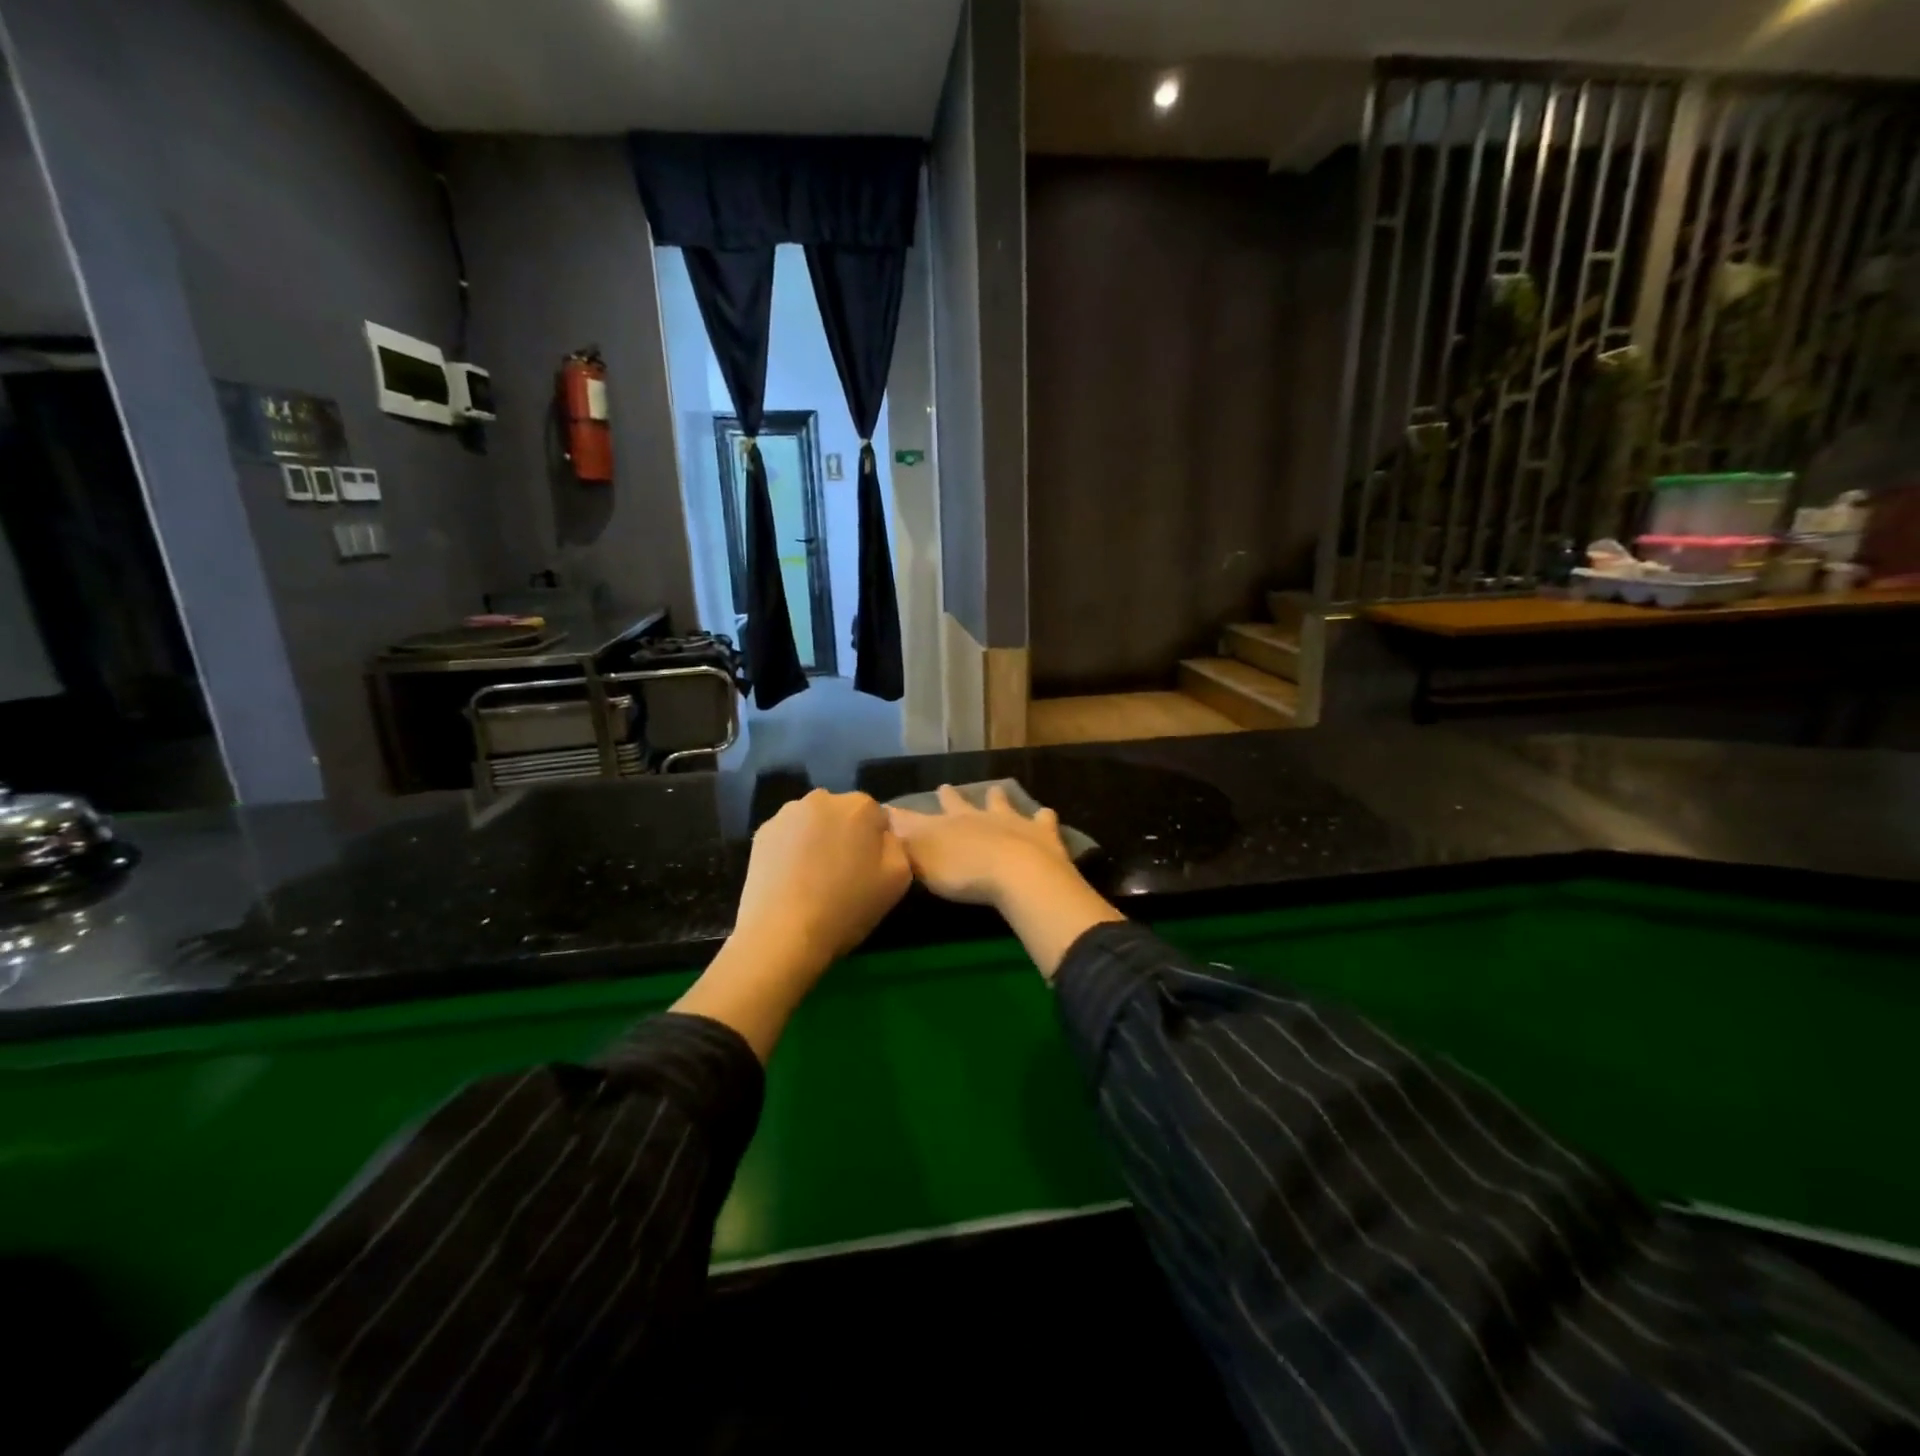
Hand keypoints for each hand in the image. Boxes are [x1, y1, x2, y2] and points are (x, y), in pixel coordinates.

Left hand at [734, 788, 911, 972]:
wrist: (782, 934)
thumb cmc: (846, 907)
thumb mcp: (898, 879)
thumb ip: (897, 845)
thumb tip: (883, 836)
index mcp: (860, 806)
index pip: (877, 817)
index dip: (875, 845)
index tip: (869, 870)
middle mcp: (823, 798)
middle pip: (843, 814)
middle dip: (846, 836)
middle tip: (842, 874)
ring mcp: (787, 813)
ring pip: (814, 823)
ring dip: (817, 840)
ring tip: (813, 879)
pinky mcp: (762, 832)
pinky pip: (788, 835)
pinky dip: (792, 850)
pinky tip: (790, 880)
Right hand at [886, 785, 1070, 907]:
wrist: (1018, 873)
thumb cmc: (964, 873)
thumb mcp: (921, 862)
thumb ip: (903, 843)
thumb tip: (883, 822)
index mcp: (946, 825)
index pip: (916, 818)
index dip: (901, 815)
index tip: (889, 807)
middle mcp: (976, 817)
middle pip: (959, 804)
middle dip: (950, 797)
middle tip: (945, 787)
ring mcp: (1012, 821)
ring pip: (1001, 804)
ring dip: (997, 799)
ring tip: (996, 791)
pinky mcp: (1041, 833)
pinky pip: (1043, 820)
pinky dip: (1043, 818)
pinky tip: (1046, 815)